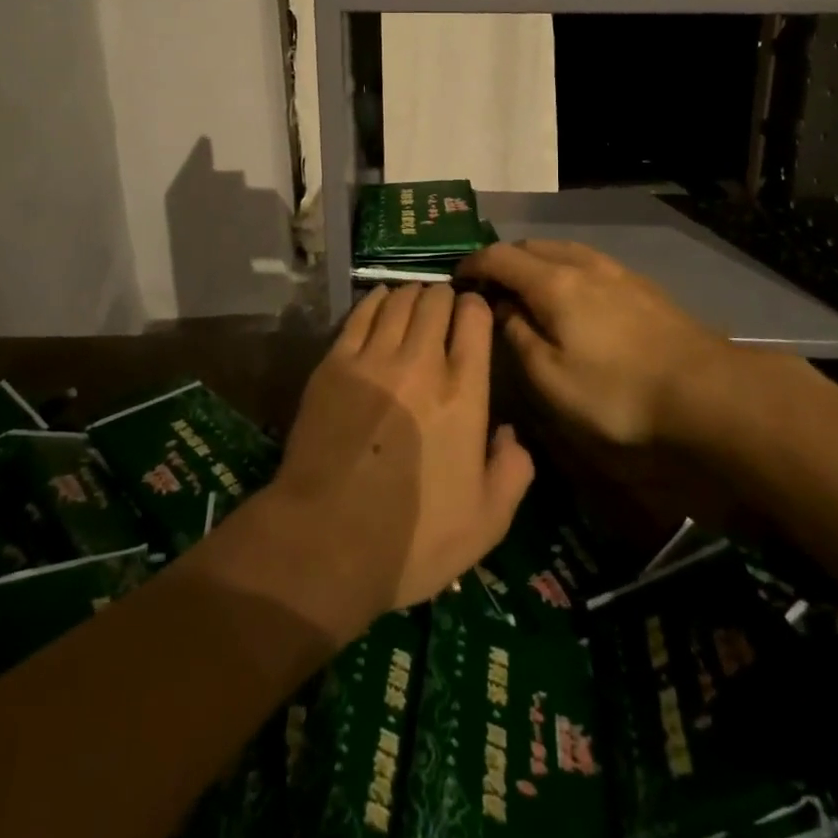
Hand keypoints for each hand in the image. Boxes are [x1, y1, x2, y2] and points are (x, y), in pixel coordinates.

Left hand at [268, 284, 534, 616]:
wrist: (325, 541)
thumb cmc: (413, 539)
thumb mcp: (487, 523)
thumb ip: (512, 472)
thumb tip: (510, 433)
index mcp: (463, 396)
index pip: (474, 319)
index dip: (476, 308)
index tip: (473, 316)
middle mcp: (420, 364)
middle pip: (435, 300)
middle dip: (444, 297)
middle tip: (443, 311)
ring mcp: (373, 360)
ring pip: (398, 300)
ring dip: (412, 295)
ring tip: (413, 305)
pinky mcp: (334, 364)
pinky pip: (361, 313)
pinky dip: (376, 300)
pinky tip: (380, 302)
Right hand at [458, 240, 729, 446]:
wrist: (709, 393)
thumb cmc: (619, 394)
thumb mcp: (551, 380)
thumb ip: (518, 338)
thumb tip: (501, 308)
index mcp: (553, 283)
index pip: (500, 257)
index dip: (473, 263)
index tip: (455, 278)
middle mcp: (583, 264)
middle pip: (532, 246)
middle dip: (503, 259)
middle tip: (488, 285)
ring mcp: (617, 271)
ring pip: (564, 250)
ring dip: (536, 260)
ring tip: (526, 286)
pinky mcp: (642, 286)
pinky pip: (589, 262)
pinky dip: (565, 268)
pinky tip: (573, 293)